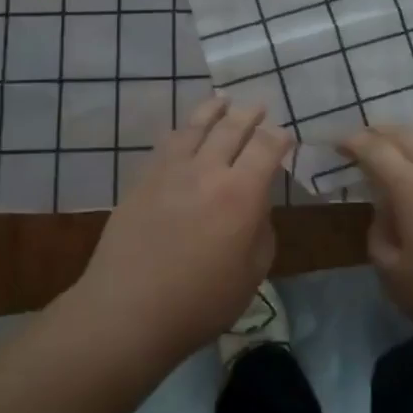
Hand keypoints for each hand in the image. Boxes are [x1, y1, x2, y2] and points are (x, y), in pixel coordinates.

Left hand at [69, 95, 290, 362]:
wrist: (128, 311)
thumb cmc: (200, 302)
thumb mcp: (252, 273)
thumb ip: (261, 230)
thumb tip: (256, 205)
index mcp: (241, 193)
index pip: (266, 147)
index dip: (279, 137)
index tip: (284, 136)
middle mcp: (207, 170)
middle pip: (232, 127)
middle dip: (250, 114)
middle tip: (259, 106)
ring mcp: (170, 171)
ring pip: (196, 126)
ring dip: (214, 110)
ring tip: (223, 102)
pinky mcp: (143, 179)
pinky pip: (167, 143)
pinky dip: (183, 130)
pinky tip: (185, 130)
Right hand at [341, 125, 412, 362]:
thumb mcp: (394, 276)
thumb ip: (379, 235)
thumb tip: (385, 210)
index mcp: (411, 186)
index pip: (375, 151)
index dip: (354, 143)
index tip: (339, 144)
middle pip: (407, 135)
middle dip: (381, 132)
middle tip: (366, 138)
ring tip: (404, 143)